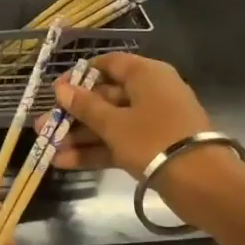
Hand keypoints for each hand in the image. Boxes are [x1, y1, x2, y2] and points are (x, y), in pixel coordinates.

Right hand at [46, 53, 214, 174]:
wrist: (200, 181)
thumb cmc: (153, 139)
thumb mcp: (113, 123)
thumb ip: (85, 106)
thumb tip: (61, 88)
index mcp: (146, 75)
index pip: (110, 64)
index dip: (80, 75)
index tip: (56, 90)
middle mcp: (151, 93)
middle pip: (106, 97)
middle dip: (73, 113)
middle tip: (44, 126)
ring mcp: (153, 122)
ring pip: (110, 123)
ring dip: (80, 136)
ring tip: (48, 148)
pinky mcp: (153, 147)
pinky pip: (119, 143)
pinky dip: (96, 151)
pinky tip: (65, 162)